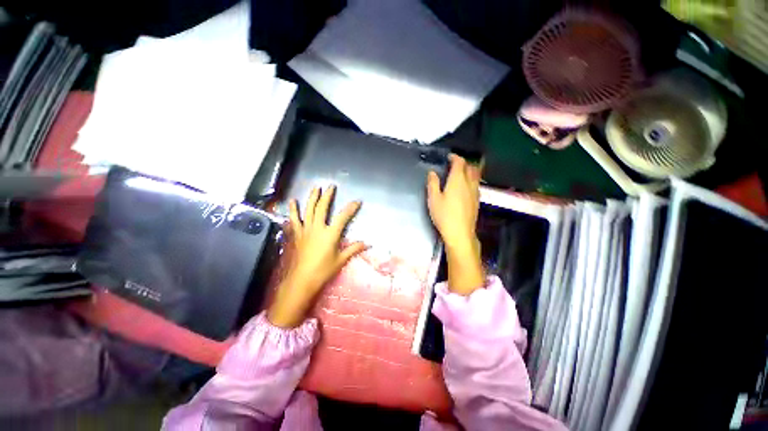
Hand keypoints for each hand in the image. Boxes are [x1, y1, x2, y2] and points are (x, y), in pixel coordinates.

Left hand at [268, 186, 365, 327]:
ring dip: (312, 198)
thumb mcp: (340, 260)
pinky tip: (292, 202)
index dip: (351, 208)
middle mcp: (317, 228)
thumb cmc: (323, 270)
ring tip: (315, 188)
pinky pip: (294, 219)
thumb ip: (353, 249)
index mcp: (330, 234)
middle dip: (327, 196)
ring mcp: (305, 230)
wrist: (301, 280)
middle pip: (322, 208)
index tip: (357, 201)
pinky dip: (293, 210)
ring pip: (308, 210)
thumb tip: (367, 244)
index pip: (343, 217)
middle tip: (331, 186)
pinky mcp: (296, 234)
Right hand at [427, 155, 484, 295]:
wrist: (460, 233)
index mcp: (457, 180)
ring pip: (475, 175)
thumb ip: (433, 183)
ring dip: (468, 171)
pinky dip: (471, 180)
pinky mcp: (477, 200)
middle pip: (470, 167)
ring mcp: (475, 192)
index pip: (460, 162)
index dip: (455, 157)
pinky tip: (464, 187)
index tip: (449, 157)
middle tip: (454, 164)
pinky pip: (476, 184)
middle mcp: (469, 183)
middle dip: (463, 163)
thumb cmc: (444, 215)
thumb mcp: (433, 199)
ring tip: (459, 174)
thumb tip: (432, 173)